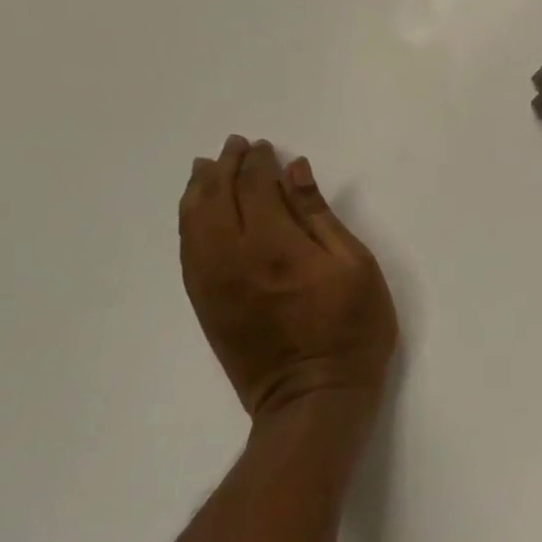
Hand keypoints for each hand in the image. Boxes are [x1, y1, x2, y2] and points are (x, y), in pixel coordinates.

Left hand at [180, 136, 398, 427]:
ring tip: (207, 170)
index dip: (258, 163)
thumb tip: (295, 171)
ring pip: (192, 223)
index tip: (264, 146)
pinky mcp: (204, 304)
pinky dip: (188, 222)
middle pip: (215, 199)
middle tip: (235, 147)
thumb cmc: (352, 328)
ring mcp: (211, 282)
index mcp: (274, 245)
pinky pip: (186, 251)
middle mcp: (231, 257)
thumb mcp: (354, 265)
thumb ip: (320, 216)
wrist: (313, 395)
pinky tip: (196, 213)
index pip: (255, 188)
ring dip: (198, 190)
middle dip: (225, 168)